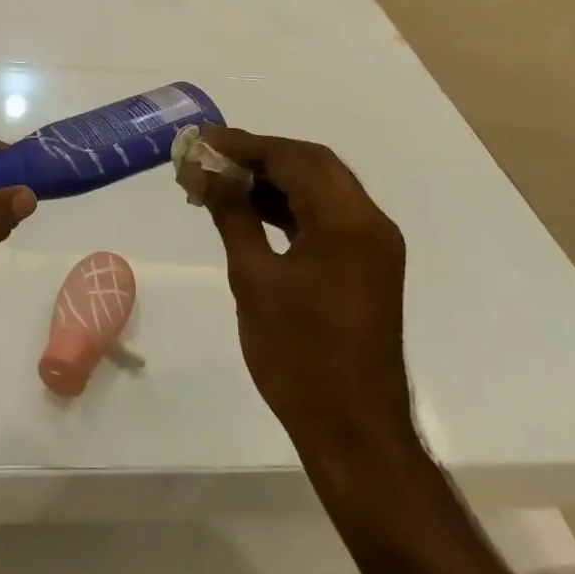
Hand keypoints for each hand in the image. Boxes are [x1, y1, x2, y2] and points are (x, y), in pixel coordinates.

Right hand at [192, 127, 412, 452]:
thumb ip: (232, 215)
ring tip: (222, 180)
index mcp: (347, 222)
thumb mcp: (254, 279)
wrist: (354, 433)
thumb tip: (206, 172)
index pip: (293, 159)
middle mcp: (369, 222)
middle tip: (211, 156)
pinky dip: (289, 205)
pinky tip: (251, 208)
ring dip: (273, 178)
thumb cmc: (299, 356)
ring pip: (320, 187)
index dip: (244, 144)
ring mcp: (372, 244)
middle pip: (311, 164)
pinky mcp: (366, 264)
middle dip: (259, 155)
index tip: (202, 141)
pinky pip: (326, 215)